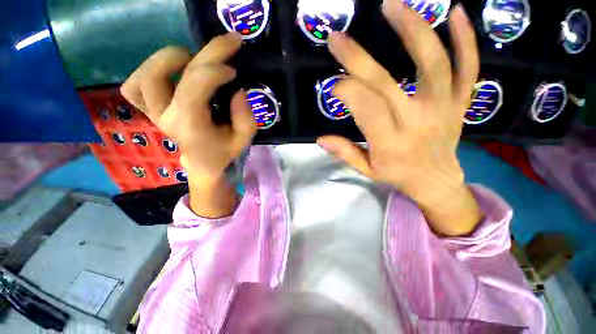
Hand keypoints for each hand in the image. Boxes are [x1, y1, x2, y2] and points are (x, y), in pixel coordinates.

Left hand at [121, 33, 256, 216]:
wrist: (204, 163)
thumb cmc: (224, 151)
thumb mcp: (243, 139)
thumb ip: (245, 119)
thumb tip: (239, 92)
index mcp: (190, 126)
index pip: (192, 88)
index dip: (213, 71)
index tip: (233, 71)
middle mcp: (166, 117)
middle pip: (175, 74)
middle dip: (205, 53)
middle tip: (228, 43)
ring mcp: (154, 112)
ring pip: (144, 77)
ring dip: (168, 59)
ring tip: (193, 58)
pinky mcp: (150, 110)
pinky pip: (133, 88)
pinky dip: (147, 72)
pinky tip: (170, 71)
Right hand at [318, 1, 481, 235]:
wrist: (436, 180)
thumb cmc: (396, 175)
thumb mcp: (366, 170)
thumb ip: (345, 153)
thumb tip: (320, 138)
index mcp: (389, 142)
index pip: (365, 108)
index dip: (347, 91)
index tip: (334, 84)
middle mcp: (417, 121)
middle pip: (386, 83)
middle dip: (357, 59)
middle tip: (337, 38)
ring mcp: (443, 107)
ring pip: (433, 63)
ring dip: (412, 30)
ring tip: (391, 6)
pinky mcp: (460, 101)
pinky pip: (469, 66)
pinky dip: (466, 38)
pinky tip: (456, 12)